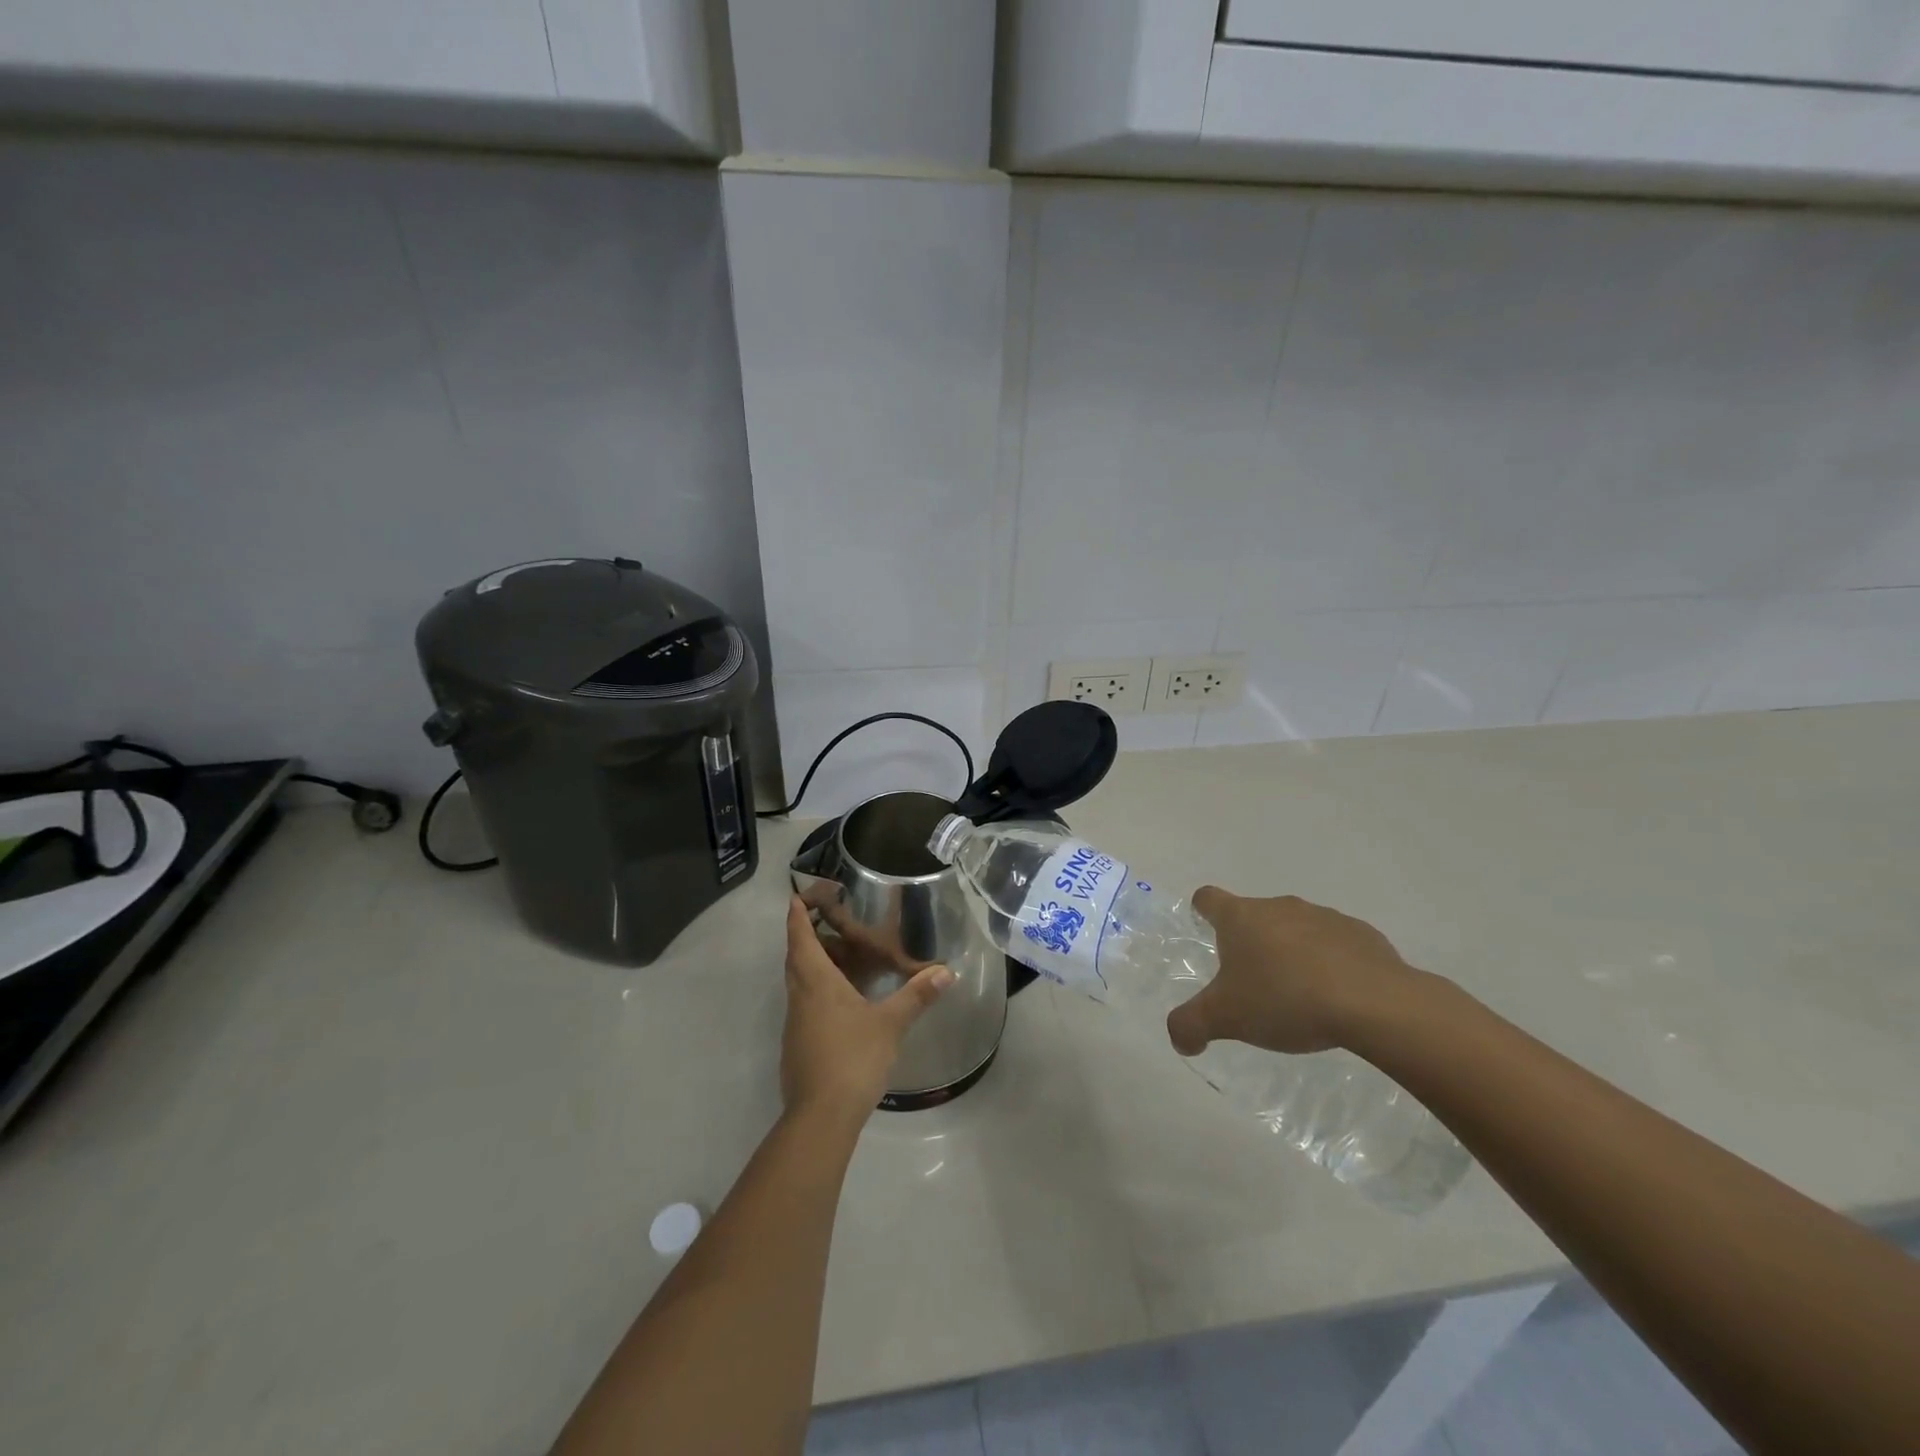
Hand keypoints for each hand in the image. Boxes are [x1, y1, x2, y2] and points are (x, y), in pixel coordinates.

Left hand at [781, 896, 952, 1121]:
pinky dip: (818, 990)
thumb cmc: (853, 1058)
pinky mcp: (797, 1045)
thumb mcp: (891, 1024)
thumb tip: (946, 971)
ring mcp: (795, 1023)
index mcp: (816, 982)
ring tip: (842, 956)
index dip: (798, 913)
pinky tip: (843, 1001)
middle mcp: (799, 997)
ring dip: (813, 964)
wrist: (820, 1116)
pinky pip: (805, 1004)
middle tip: (828, 920)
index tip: (799, 895)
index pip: (799, 936)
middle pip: (795, 957)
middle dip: (805, 935)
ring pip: (798, 982)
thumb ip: (916, 995)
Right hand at [1166, 888, 1423, 1056]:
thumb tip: (1179, 1038)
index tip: (1205, 930)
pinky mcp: (1362, 934)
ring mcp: (1323, 916)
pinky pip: (1336, 944)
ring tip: (1298, 995)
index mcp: (1241, 918)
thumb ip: (1190, 1025)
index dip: (1202, 911)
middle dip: (1250, 943)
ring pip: (1295, 928)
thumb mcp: (1225, 1019)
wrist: (1374, 1003)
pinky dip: (1330, 963)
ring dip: (1291, 952)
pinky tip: (1337, 996)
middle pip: (1253, 915)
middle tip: (1252, 984)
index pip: (1209, 898)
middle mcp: (1279, 906)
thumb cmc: (1285, 999)